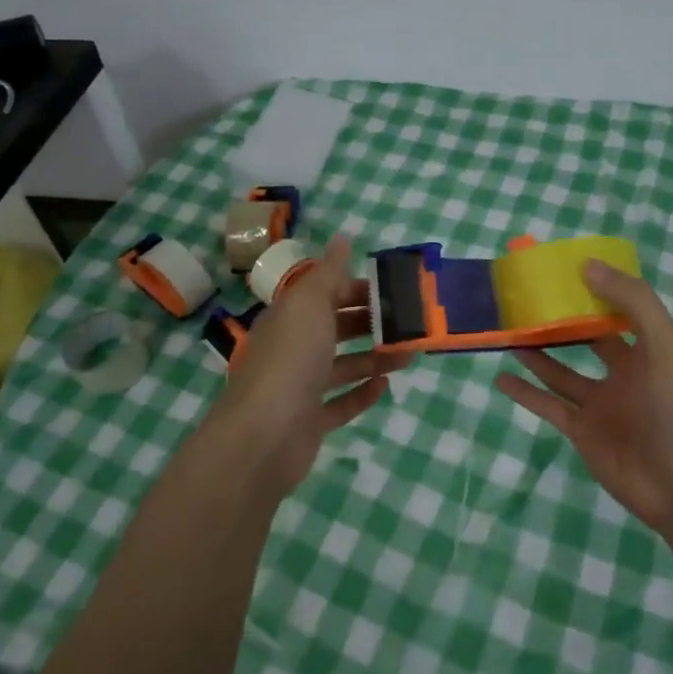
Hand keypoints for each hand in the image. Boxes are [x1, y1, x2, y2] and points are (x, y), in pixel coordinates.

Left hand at [208, 237, 411, 497]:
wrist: (263, 436)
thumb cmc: (290, 359)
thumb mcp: (310, 303)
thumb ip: (329, 272)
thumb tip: (342, 237)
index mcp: (290, 316)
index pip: (326, 294)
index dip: (357, 288)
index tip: (393, 290)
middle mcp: (293, 348)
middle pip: (335, 328)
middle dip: (370, 323)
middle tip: (409, 322)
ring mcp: (300, 387)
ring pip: (342, 366)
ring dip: (374, 358)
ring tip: (409, 354)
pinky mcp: (309, 422)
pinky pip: (340, 403)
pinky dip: (362, 393)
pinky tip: (386, 386)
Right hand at [497, 260, 672, 534]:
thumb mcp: (665, 344)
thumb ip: (632, 301)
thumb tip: (587, 265)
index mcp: (647, 350)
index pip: (617, 312)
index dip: (594, 291)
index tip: (563, 270)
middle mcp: (623, 374)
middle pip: (586, 340)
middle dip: (562, 321)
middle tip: (527, 300)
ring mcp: (600, 405)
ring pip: (561, 372)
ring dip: (537, 353)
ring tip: (509, 331)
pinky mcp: (581, 432)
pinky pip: (548, 406)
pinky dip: (525, 393)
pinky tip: (501, 378)